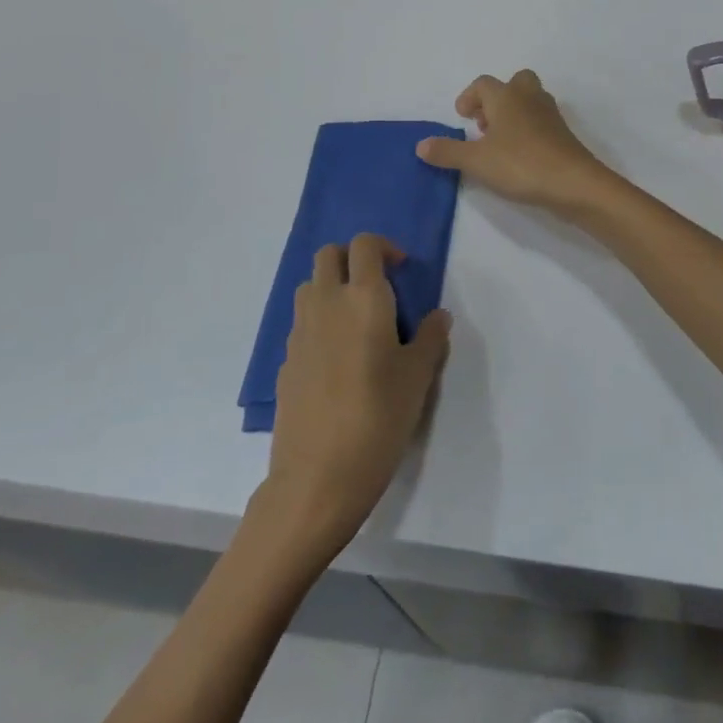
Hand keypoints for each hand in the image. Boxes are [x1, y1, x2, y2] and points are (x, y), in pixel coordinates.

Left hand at [258, 234, 450, 558]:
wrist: (318, 477)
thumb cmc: (379, 418)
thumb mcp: (418, 377)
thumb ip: (430, 338)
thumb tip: (437, 316)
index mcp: (363, 298)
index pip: (364, 245)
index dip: (383, 247)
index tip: (401, 270)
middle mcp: (326, 304)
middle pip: (328, 255)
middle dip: (352, 259)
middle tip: (377, 288)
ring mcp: (299, 332)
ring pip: (309, 287)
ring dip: (331, 288)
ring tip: (357, 323)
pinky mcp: (285, 361)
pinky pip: (302, 324)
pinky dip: (319, 323)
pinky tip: (338, 362)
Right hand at [417, 70, 615, 217]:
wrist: (573, 182)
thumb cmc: (520, 164)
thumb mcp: (476, 161)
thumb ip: (447, 152)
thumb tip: (420, 145)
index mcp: (506, 96)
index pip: (483, 83)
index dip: (469, 97)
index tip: (461, 118)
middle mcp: (529, 98)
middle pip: (514, 82)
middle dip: (496, 99)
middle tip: (484, 125)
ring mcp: (550, 115)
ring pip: (530, 100)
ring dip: (513, 113)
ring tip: (499, 142)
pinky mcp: (563, 134)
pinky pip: (541, 120)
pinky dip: (528, 129)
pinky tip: (520, 155)